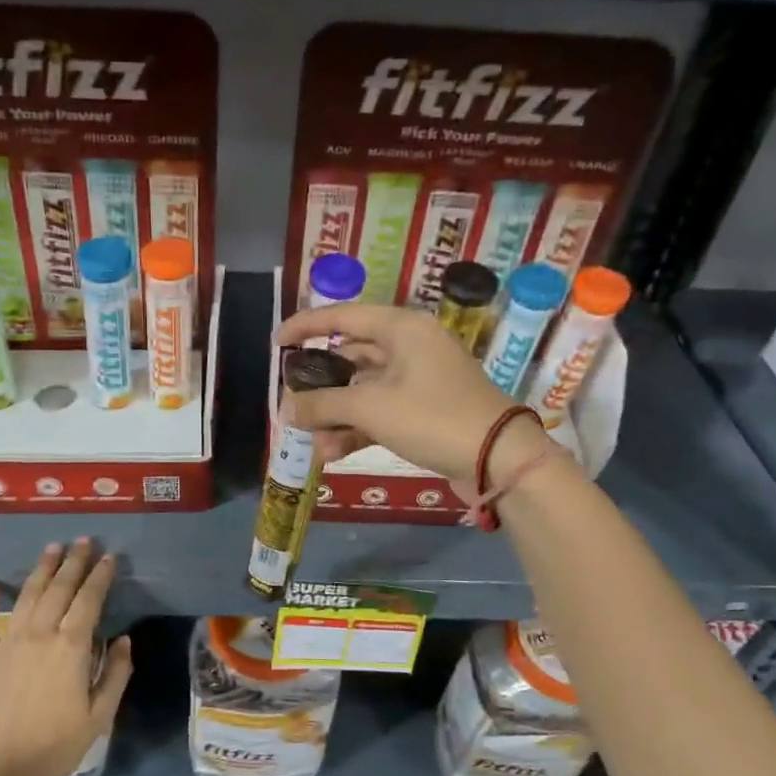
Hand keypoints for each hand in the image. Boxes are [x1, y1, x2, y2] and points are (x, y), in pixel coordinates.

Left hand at [0, 539, 132, 775]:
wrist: (3, 773)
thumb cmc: (58, 746)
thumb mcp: (100, 714)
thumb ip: (116, 673)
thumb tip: (124, 639)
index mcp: (71, 647)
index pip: (89, 600)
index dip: (100, 576)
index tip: (109, 557)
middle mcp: (40, 635)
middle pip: (58, 589)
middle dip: (73, 562)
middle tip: (84, 541)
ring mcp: (9, 644)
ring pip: (27, 596)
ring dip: (41, 570)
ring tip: (52, 548)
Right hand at [275, 304, 564, 485]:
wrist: (499, 459)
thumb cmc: (434, 417)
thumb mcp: (372, 408)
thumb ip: (324, 405)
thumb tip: (287, 410)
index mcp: (402, 328)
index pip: (343, 316)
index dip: (306, 326)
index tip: (276, 342)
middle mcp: (410, 347)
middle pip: (351, 356)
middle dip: (320, 385)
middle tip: (292, 403)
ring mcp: (418, 380)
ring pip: (363, 389)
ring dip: (336, 415)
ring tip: (313, 442)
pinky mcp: (423, 411)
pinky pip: (379, 412)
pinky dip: (356, 428)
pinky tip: (332, 452)